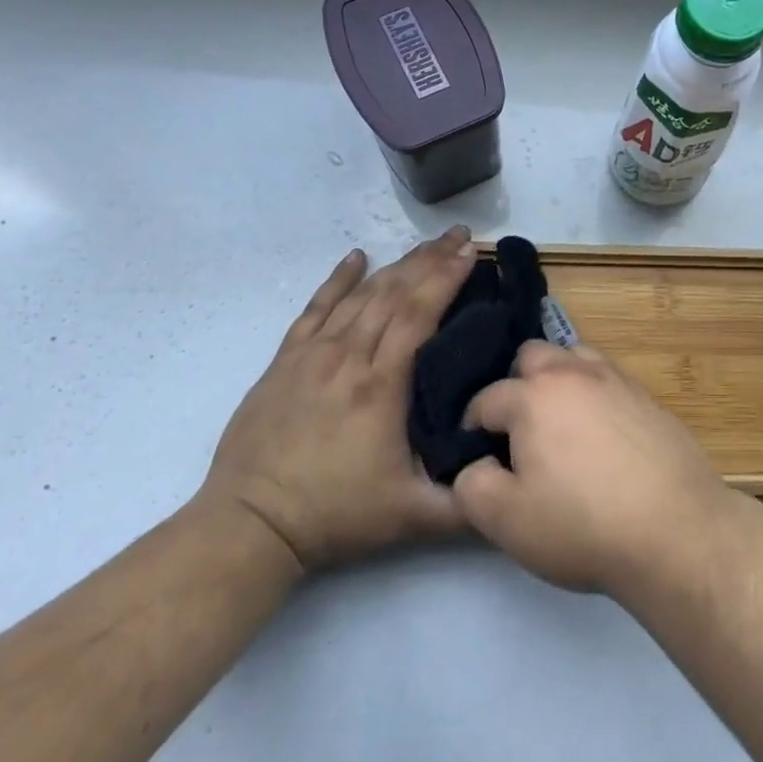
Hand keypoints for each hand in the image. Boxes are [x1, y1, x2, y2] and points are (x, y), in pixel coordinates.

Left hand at [200, 227, 477, 573]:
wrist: (249, 526)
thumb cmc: (335, 515)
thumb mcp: (412, 518)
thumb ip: (468, 504)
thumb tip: (513, 483)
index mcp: (382, 386)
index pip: (419, 314)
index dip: (446, 279)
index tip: (472, 253)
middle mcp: (348, 357)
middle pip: (394, 293)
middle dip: (431, 260)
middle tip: (460, 236)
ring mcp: (312, 355)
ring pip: (360, 295)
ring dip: (396, 265)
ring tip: (426, 244)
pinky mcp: (284, 362)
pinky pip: (314, 308)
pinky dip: (337, 280)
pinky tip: (355, 256)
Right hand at [452, 341, 734, 595]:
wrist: (676, 530)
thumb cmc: (582, 525)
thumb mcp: (506, 520)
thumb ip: (472, 486)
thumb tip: (472, 465)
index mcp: (534, 395)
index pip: (486, 398)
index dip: (472, 428)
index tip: (475, 456)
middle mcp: (575, 373)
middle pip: (532, 356)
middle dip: (516, 385)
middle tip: (518, 433)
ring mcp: (617, 380)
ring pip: (574, 357)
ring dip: (558, 379)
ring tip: (559, 424)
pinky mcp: (648, 398)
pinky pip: (608, 380)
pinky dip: (593, 394)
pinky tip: (600, 434)